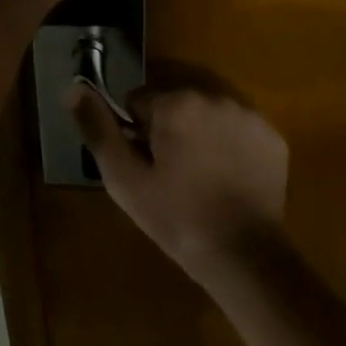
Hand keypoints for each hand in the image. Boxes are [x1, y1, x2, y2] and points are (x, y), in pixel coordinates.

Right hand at [70, 83, 288, 283]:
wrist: (247, 258)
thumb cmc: (178, 219)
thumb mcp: (125, 180)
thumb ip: (99, 129)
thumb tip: (75, 87)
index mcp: (175, 102)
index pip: (139, 101)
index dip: (138, 134)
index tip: (148, 165)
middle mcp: (212, 94)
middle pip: (174, 100)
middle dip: (169, 127)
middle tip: (174, 172)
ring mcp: (246, 112)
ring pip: (206, 110)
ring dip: (199, 131)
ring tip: (201, 174)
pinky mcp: (271, 134)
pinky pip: (237, 125)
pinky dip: (230, 142)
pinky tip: (228, 176)